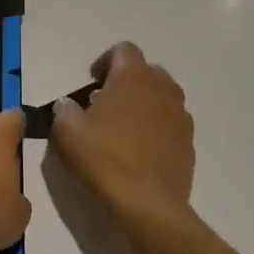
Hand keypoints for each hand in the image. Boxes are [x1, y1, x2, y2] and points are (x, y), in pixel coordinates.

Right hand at [49, 43, 194, 236]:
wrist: (148, 204)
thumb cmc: (104, 158)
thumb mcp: (67, 131)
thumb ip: (64, 109)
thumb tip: (68, 105)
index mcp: (133, 76)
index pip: (123, 49)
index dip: (104, 61)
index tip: (91, 84)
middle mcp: (162, 88)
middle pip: (145, 71)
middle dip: (125, 82)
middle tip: (104, 105)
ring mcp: (181, 114)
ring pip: (161, 96)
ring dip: (143, 104)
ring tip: (123, 128)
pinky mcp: (189, 141)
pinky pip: (170, 123)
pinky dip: (156, 127)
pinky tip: (140, 151)